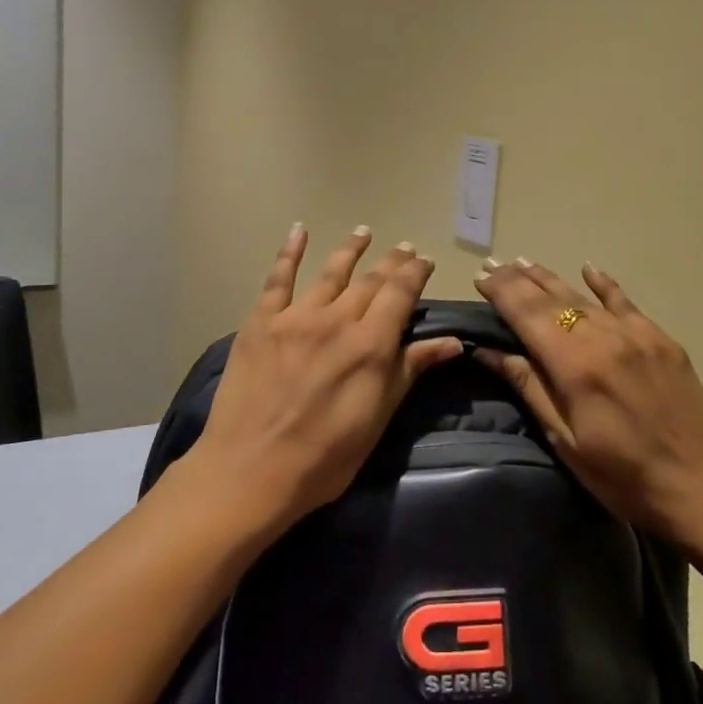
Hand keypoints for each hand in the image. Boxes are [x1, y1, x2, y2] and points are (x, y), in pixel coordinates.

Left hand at [184, 225, 463, 533]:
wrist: (250, 471)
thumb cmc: (324, 458)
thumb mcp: (377, 419)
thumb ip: (410, 371)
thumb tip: (452, 342)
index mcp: (370, 345)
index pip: (400, 294)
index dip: (414, 273)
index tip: (424, 261)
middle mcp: (335, 320)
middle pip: (370, 280)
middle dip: (391, 262)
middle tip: (404, 248)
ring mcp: (294, 317)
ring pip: (330, 273)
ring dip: (350, 250)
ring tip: (364, 232)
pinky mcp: (260, 323)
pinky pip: (277, 279)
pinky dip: (289, 252)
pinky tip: (298, 232)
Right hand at [473, 258, 702, 545]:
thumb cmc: (623, 476)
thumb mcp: (565, 440)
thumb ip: (529, 387)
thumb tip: (489, 352)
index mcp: (575, 365)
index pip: (527, 314)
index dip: (501, 292)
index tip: (479, 277)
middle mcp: (604, 338)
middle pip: (552, 298)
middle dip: (518, 279)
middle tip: (493, 264)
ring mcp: (637, 335)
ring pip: (584, 296)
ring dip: (550, 278)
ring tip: (523, 261)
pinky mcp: (662, 340)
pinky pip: (626, 302)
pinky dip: (604, 284)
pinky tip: (588, 268)